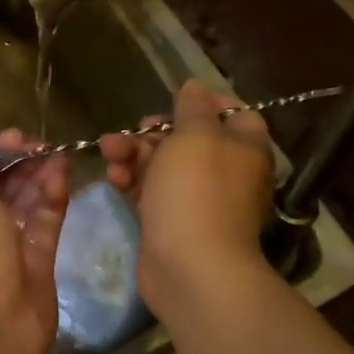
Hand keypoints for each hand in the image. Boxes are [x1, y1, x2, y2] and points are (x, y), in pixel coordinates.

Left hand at [0, 127, 68, 353]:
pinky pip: (45, 222)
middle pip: (0, 187)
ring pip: (25, 203)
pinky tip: (64, 176)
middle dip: (20, 164)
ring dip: (40, 177)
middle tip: (45, 145)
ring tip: (60, 154)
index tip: (18, 137)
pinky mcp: (37, 262)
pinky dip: (53, 199)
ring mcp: (7, 247)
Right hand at [100, 79, 274, 316]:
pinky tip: (113, 177)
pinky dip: (131, 180)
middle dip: (155, 130)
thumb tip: (195, 87)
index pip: (234, 113)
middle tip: (135, 129)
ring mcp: (198, 199)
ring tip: (109, 150)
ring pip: (163, 164)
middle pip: (189, 138)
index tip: (174, 99)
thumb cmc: (197, 189)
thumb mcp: (195, 133)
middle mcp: (226, 172)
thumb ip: (193, 106)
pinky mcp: (170, 222)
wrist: (190, 267)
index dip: (205, 102)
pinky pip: (149, 191)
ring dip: (134, 153)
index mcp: (244, 148)